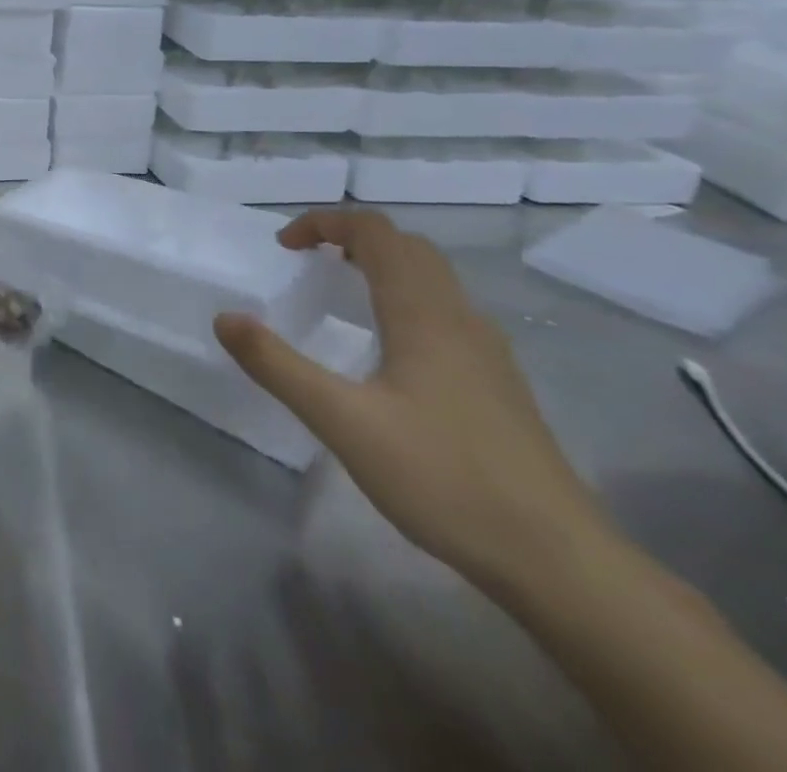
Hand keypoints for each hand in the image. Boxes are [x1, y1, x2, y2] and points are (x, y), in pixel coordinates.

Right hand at [214, 209, 609, 595]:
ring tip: (340, 292)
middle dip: (352, 238)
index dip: (325, 223)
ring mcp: (487, 353)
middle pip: (408, 247)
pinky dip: (405, 298)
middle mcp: (459, 318)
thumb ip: (277, 365)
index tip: (284, 246)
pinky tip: (388, 348)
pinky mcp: (499, 385)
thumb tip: (225, 318)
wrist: (561, 563)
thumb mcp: (343, 421)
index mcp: (423, 313)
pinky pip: (445, 312)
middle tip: (308, 260)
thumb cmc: (444, 479)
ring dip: (381, 265)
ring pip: (432, 279)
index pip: (375, 232)